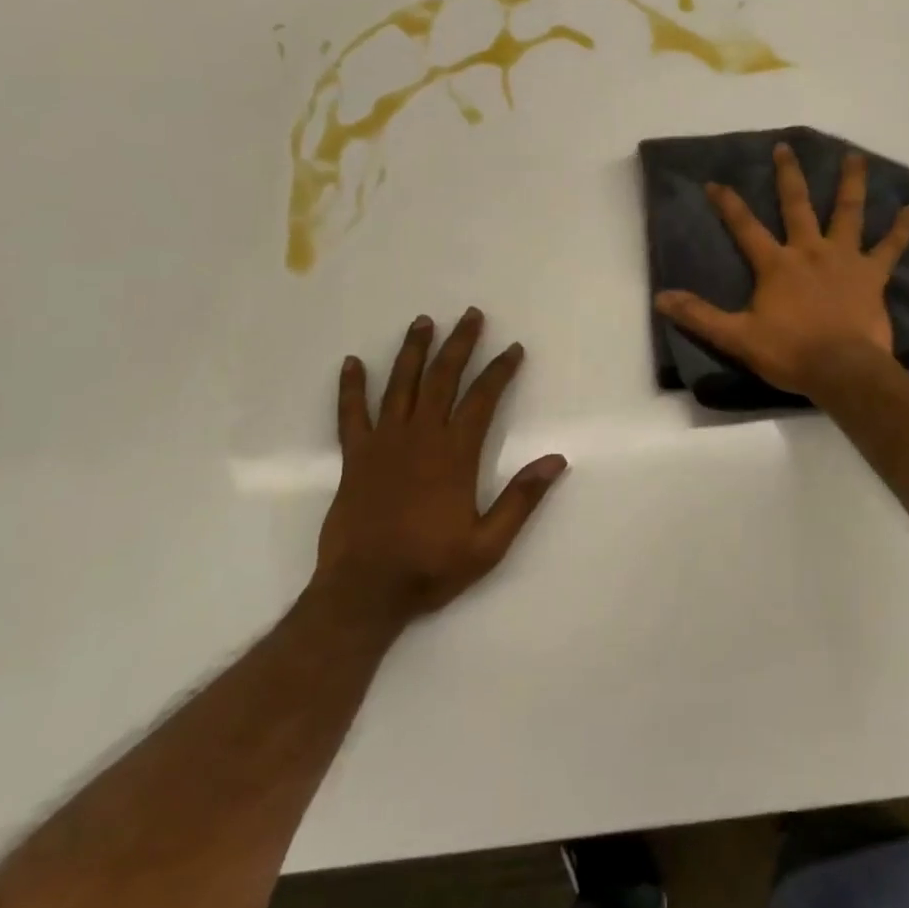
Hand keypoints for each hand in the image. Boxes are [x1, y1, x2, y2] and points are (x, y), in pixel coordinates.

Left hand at [314, 308, 566, 625]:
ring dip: (413, 351)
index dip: (500, 370)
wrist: (363, 592)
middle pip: (442, 378)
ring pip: (401, 385)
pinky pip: (351, 414)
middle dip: (460, 344)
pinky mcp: (354, 457)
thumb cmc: (430, 567)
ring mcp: (384, 443)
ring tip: (423, 321)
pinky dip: (352, 387)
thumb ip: (521, 499)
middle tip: (471, 315)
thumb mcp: (488, 544)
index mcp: (455, 454)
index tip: (513, 349)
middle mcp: (420, 437)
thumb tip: (557, 460)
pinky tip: (352, 363)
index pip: (483, 399)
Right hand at [655, 144, 908, 397]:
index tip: (714, 182)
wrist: (843, 371)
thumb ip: (700, 316)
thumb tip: (661, 299)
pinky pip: (890, 248)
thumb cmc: (790, 353)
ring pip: (848, 213)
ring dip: (851, 184)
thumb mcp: (737, 337)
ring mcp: (845, 259)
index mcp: (776, 264)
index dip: (728, 204)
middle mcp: (810, 251)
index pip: (745, 227)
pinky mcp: (873, 276)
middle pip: (797, 205)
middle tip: (785, 147)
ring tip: (856, 157)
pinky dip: (901, 230)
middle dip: (789, 175)